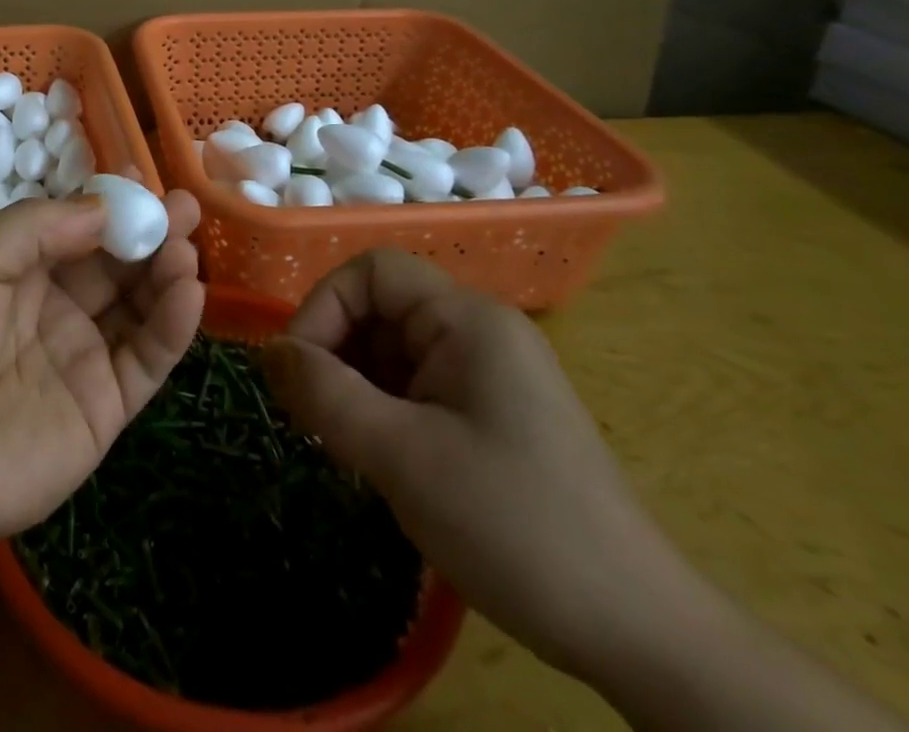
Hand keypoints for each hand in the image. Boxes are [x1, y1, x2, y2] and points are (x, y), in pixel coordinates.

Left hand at [0, 192, 204, 588]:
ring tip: (185, 243)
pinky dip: (174, 323)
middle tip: (185, 205)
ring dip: (167, 269)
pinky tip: (188, 288)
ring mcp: (83, 356)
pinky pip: (147, 357)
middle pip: (115, 262)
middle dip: (150, 230)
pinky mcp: (106, 406)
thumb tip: (103, 207)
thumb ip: (33, 229)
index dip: (109, 203)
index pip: (76, 227)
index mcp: (17, 271)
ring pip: (139, 304)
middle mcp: (55, 307)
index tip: (142, 176)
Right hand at [262, 250, 709, 681]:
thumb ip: (324, 393)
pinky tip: (381, 462)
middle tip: (314, 418)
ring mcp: (490, 374)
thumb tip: (268, 351)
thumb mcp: (401, 456)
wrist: (640, 637)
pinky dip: (384, 412)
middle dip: (335, 353)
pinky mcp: (493, 415)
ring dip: (356, 388)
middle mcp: (480, 331)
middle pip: (380, 309)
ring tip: (346, 447)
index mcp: (467, 319)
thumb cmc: (513, 525)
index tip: (299, 373)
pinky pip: (418, 388)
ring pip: (393, 352)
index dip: (323, 308)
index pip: (371, 272)